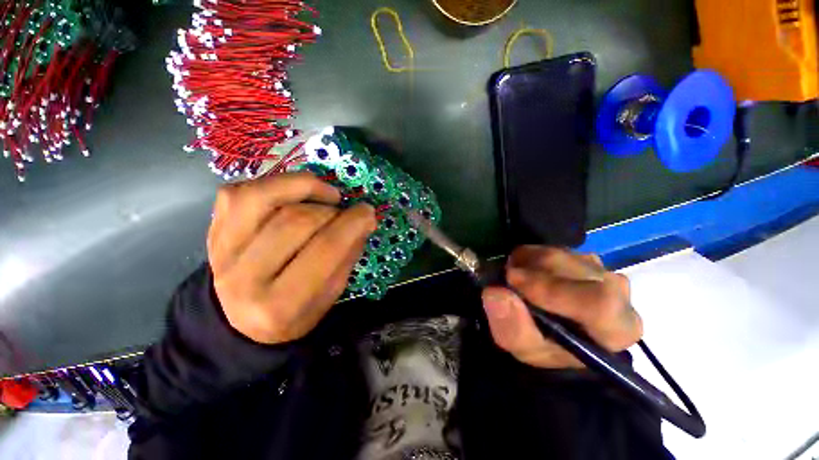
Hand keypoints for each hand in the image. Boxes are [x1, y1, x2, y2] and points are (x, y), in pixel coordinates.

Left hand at [207, 172, 376, 344]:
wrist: (243, 323)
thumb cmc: (296, 312)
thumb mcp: (330, 294)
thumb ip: (347, 255)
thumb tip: (363, 219)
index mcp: (280, 304)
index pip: (324, 250)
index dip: (352, 224)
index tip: (368, 212)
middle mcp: (244, 278)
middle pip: (296, 221)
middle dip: (332, 211)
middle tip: (347, 212)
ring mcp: (221, 251)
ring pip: (262, 198)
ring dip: (305, 187)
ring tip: (327, 194)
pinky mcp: (213, 231)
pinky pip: (239, 192)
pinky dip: (275, 184)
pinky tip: (296, 194)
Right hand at [481, 246, 641, 368]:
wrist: (554, 332)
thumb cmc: (545, 346)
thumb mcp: (523, 347)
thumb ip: (511, 326)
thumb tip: (495, 293)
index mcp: (616, 327)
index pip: (598, 302)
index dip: (551, 289)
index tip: (512, 281)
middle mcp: (618, 293)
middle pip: (576, 269)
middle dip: (534, 271)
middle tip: (507, 278)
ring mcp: (602, 269)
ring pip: (562, 253)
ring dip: (529, 262)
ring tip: (515, 277)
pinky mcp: (584, 257)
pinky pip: (553, 247)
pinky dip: (532, 256)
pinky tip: (525, 271)